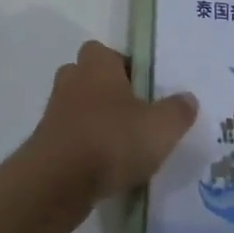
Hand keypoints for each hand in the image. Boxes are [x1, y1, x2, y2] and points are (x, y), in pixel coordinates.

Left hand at [28, 41, 197, 202]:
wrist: (58, 181)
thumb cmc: (111, 140)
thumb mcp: (160, 127)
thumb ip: (177, 111)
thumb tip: (189, 98)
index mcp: (98, 64)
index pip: (105, 51)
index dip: (122, 66)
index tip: (141, 88)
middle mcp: (72, 79)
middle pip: (88, 77)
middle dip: (106, 92)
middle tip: (131, 115)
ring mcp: (54, 111)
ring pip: (77, 107)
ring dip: (93, 121)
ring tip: (119, 146)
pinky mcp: (45, 143)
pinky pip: (68, 136)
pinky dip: (82, 147)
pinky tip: (102, 169)